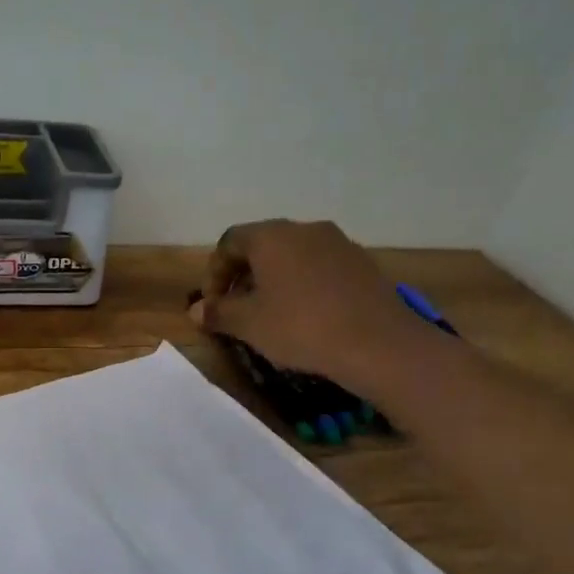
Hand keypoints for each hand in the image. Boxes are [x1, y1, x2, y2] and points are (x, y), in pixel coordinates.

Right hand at [190, 220, 434, 383]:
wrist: (378, 343)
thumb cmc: (300, 327)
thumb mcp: (249, 324)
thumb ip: (218, 312)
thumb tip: (196, 310)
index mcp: (272, 236)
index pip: (230, 242)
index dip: (214, 273)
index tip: (212, 304)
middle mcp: (305, 229)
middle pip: (263, 246)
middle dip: (244, 276)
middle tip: (237, 309)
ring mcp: (338, 244)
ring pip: (293, 256)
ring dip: (274, 280)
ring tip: (271, 315)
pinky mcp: (362, 264)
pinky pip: (320, 268)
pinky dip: (304, 285)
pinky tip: (306, 316)